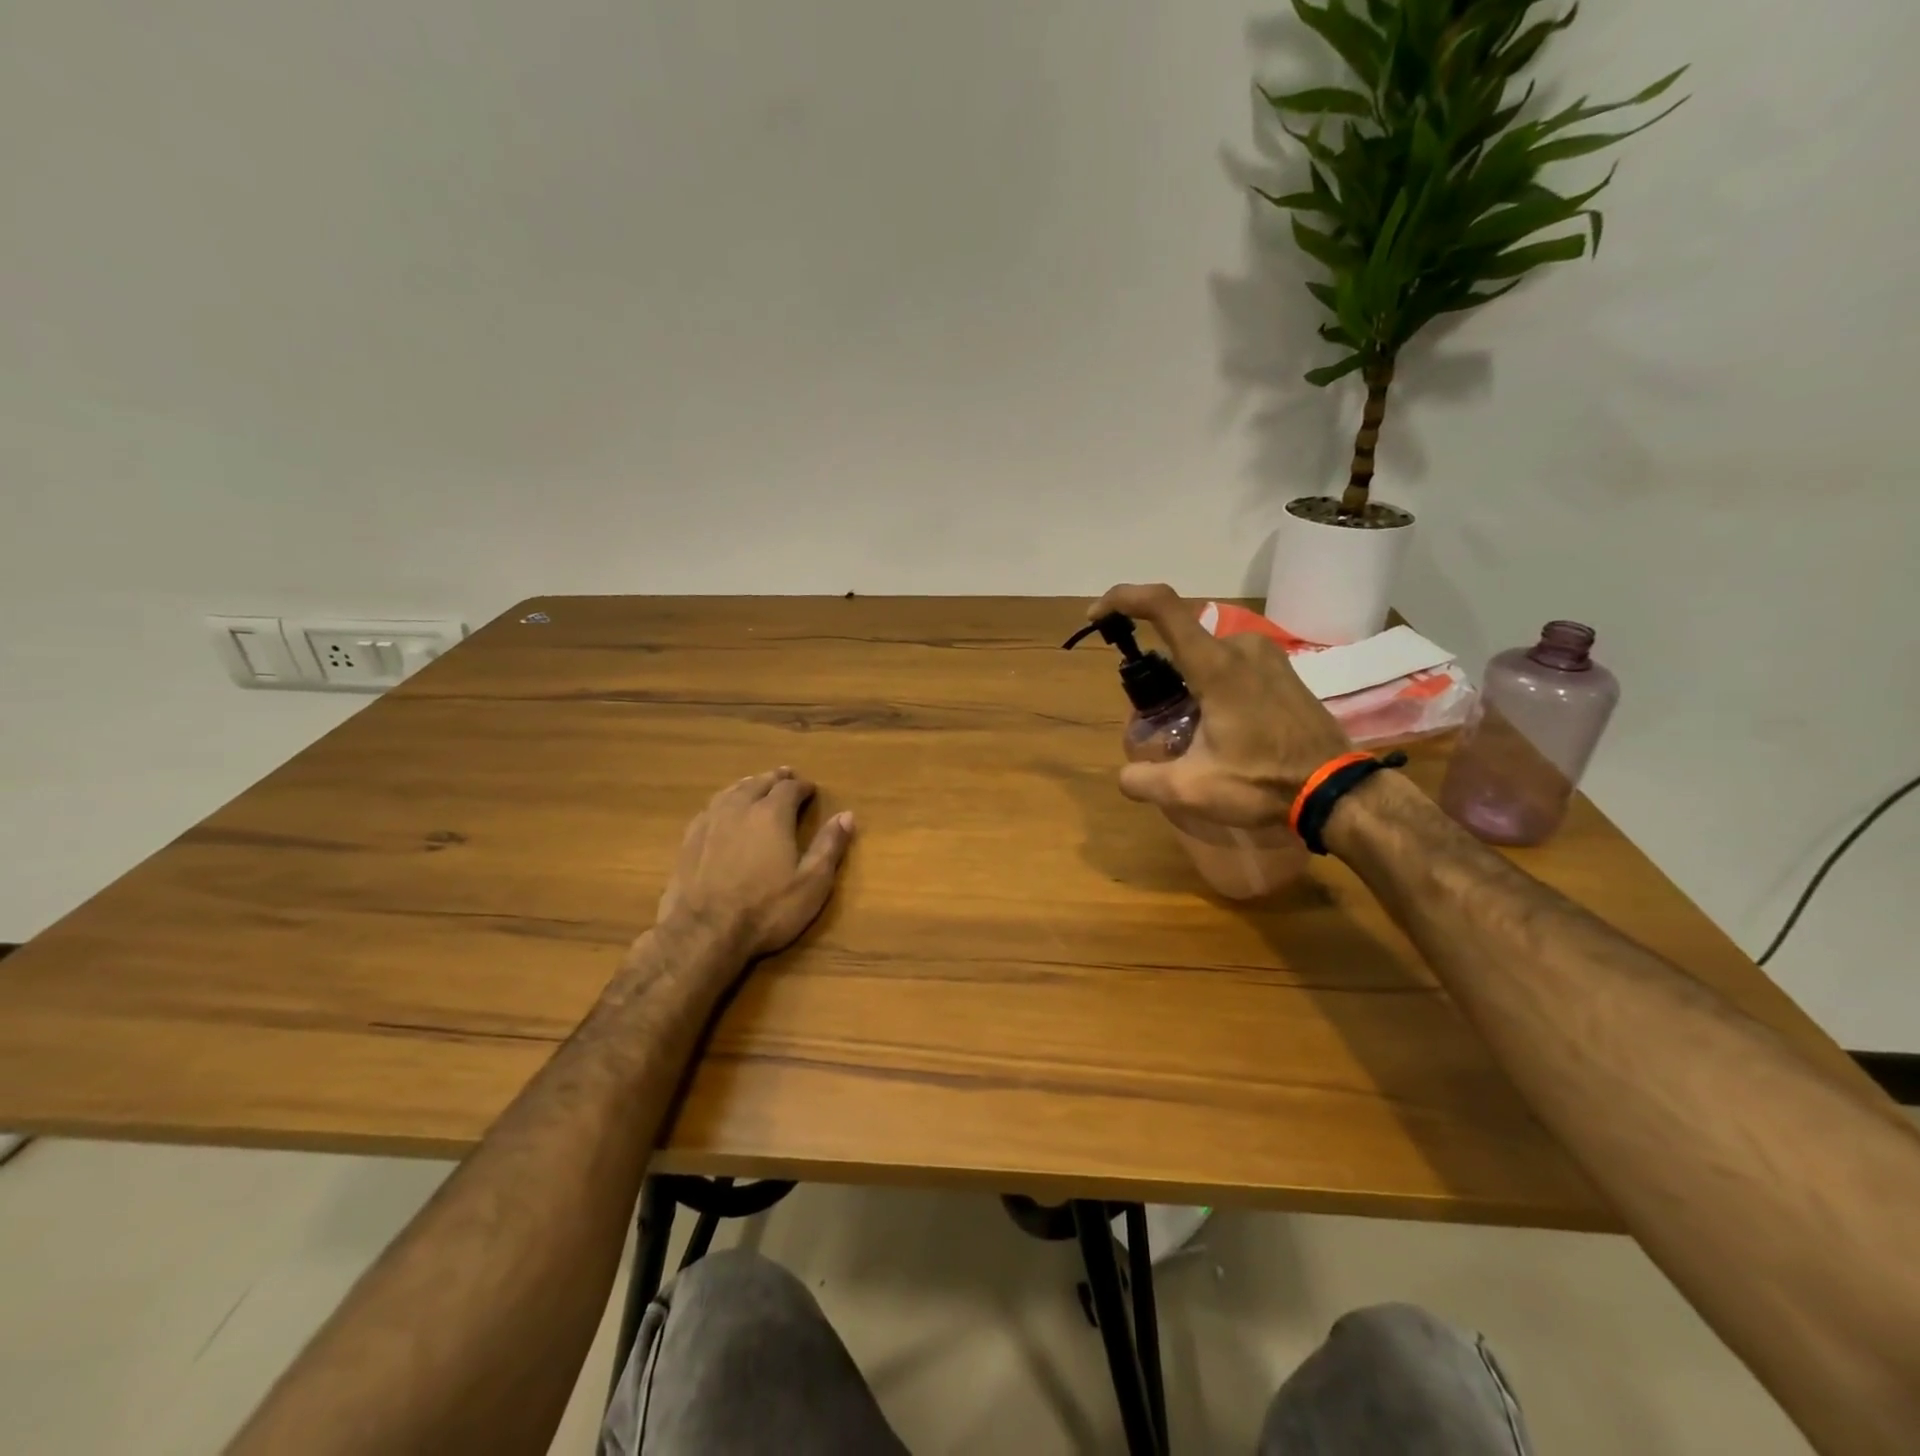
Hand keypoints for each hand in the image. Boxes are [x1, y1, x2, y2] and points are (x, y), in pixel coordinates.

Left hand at [656, 768, 855, 958]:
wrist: (703, 933)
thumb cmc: (766, 910)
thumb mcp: (811, 883)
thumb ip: (829, 846)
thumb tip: (847, 815)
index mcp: (772, 814)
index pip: (790, 788)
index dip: (802, 787)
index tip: (811, 789)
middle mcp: (739, 808)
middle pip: (758, 783)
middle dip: (775, 779)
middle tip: (785, 776)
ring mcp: (710, 822)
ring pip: (731, 792)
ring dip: (747, 785)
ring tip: (755, 784)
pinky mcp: (689, 840)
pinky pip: (709, 808)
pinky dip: (723, 802)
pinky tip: (722, 810)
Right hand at [1088, 584, 1351, 826]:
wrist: (1337, 790)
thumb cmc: (1263, 783)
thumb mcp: (1191, 790)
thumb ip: (1144, 780)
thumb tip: (1126, 775)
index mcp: (1216, 665)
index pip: (1163, 606)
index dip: (1123, 598)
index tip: (1097, 616)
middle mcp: (1241, 647)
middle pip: (1181, 641)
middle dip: (1159, 674)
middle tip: (1159, 719)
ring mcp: (1267, 655)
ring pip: (1207, 655)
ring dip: (1188, 684)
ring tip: (1193, 732)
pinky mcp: (1284, 670)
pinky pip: (1233, 664)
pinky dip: (1213, 685)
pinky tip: (1222, 728)